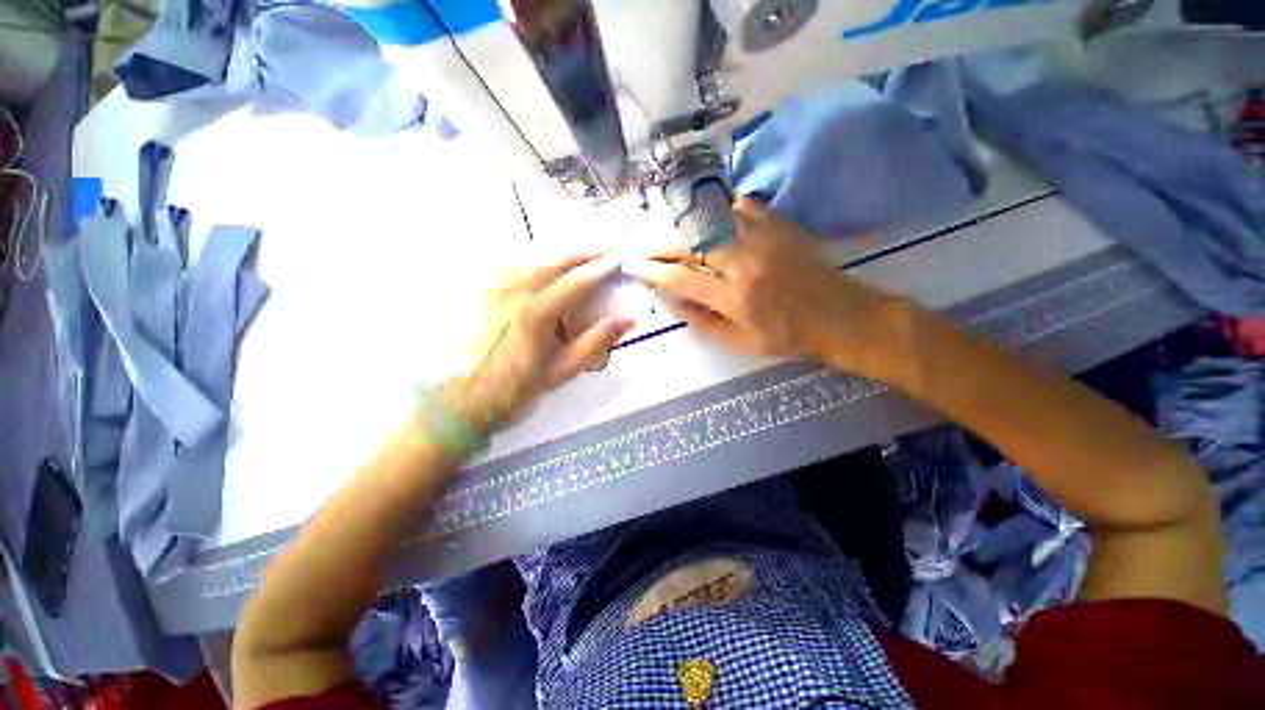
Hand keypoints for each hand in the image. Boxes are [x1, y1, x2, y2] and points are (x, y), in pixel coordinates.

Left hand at [446, 253, 632, 429]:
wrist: (464, 399)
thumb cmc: (516, 389)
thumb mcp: (562, 371)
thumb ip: (595, 342)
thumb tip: (625, 320)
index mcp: (537, 312)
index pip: (577, 281)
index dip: (601, 268)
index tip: (618, 260)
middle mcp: (514, 291)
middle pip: (555, 261)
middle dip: (583, 254)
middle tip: (603, 253)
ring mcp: (493, 288)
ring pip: (533, 258)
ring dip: (559, 255)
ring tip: (578, 258)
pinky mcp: (481, 292)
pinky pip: (512, 266)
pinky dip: (534, 261)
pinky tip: (542, 268)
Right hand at [623, 199, 906, 378]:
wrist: (841, 316)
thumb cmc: (788, 337)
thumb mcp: (741, 344)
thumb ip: (702, 323)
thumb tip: (673, 302)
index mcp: (736, 298)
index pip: (681, 279)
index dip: (653, 272)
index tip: (634, 267)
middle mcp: (745, 262)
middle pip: (690, 243)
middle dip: (658, 244)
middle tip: (641, 246)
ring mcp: (764, 237)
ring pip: (711, 219)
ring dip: (683, 226)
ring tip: (669, 233)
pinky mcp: (779, 224)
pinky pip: (739, 205)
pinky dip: (718, 211)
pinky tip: (710, 221)